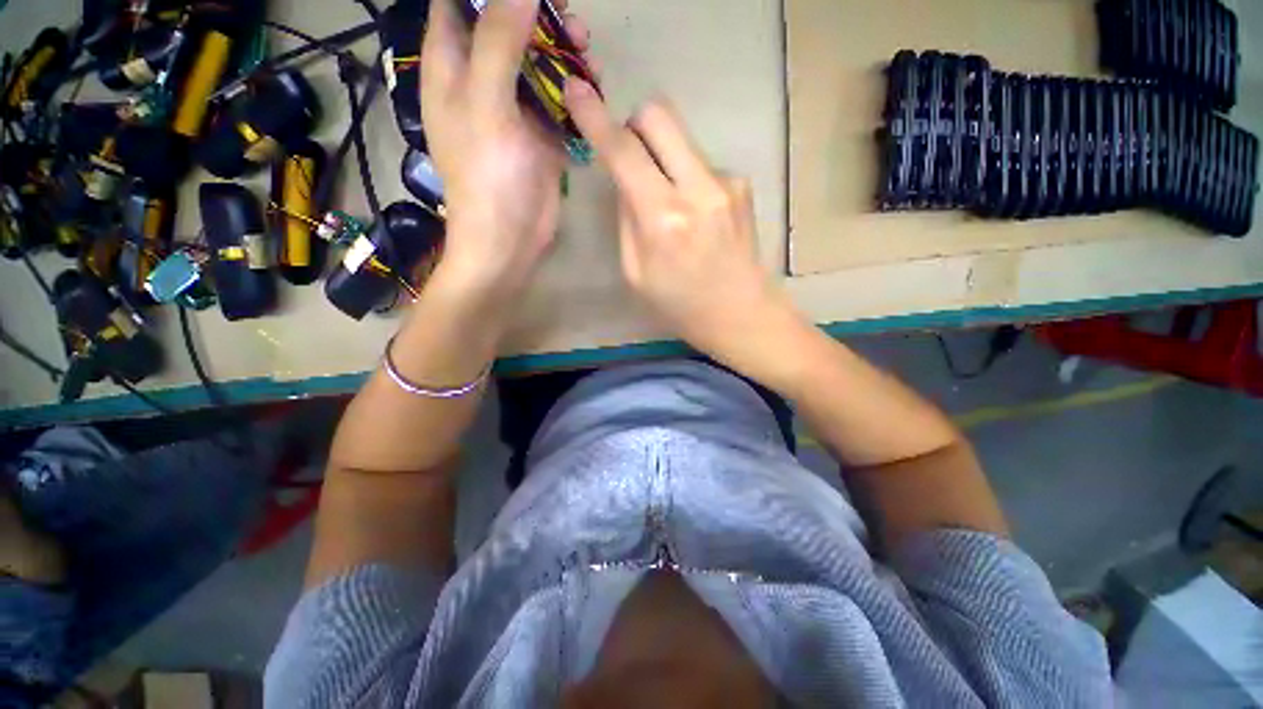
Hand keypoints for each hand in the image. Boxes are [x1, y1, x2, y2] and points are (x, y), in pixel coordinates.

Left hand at [421, 0, 589, 297]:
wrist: (511, 239)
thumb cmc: (489, 177)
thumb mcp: (486, 105)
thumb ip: (498, 42)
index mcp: (452, 70)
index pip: (457, 6)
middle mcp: (480, 83)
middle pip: (504, 28)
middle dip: (535, 15)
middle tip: (569, 16)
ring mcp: (513, 111)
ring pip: (535, 64)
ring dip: (561, 51)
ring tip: (588, 49)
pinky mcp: (539, 136)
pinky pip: (556, 101)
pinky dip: (573, 90)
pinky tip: (592, 85)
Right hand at [564, 81, 799, 373]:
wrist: (742, 314)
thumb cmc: (680, 305)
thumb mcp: (636, 272)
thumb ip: (626, 218)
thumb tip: (625, 178)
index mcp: (663, 219)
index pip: (623, 151)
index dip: (595, 117)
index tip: (577, 91)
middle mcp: (698, 189)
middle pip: (659, 115)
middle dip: (635, 124)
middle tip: (629, 155)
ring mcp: (727, 181)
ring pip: (681, 139)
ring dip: (664, 158)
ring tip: (670, 207)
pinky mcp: (742, 184)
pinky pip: (700, 164)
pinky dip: (687, 178)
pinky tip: (697, 216)